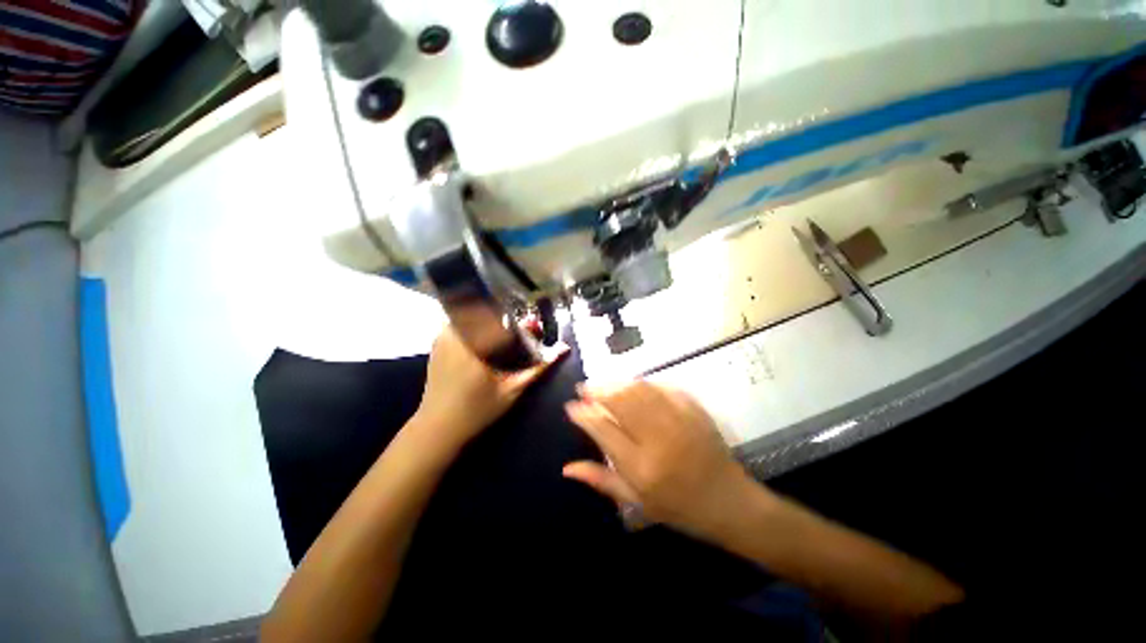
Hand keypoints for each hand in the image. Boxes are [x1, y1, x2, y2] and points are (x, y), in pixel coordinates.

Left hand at [411, 325, 567, 455]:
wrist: (437, 427)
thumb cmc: (477, 410)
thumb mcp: (512, 390)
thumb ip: (538, 367)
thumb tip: (563, 349)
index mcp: (475, 343)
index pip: (501, 316)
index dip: (520, 321)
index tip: (533, 327)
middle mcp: (457, 333)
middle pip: (486, 310)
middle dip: (506, 318)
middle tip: (520, 331)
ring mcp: (443, 336)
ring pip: (471, 313)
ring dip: (490, 319)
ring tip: (503, 336)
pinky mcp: (437, 341)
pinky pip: (460, 321)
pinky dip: (475, 325)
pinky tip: (485, 342)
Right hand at [563, 382, 758, 538]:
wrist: (728, 501)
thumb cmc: (679, 507)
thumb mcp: (636, 501)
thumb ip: (600, 481)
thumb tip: (566, 468)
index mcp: (640, 467)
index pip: (602, 429)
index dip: (583, 414)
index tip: (572, 406)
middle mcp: (657, 439)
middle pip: (619, 401)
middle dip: (596, 389)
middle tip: (584, 387)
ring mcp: (677, 420)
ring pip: (638, 389)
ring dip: (616, 382)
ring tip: (603, 382)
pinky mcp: (693, 409)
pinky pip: (662, 386)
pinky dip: (643, 382)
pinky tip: (633, 383)